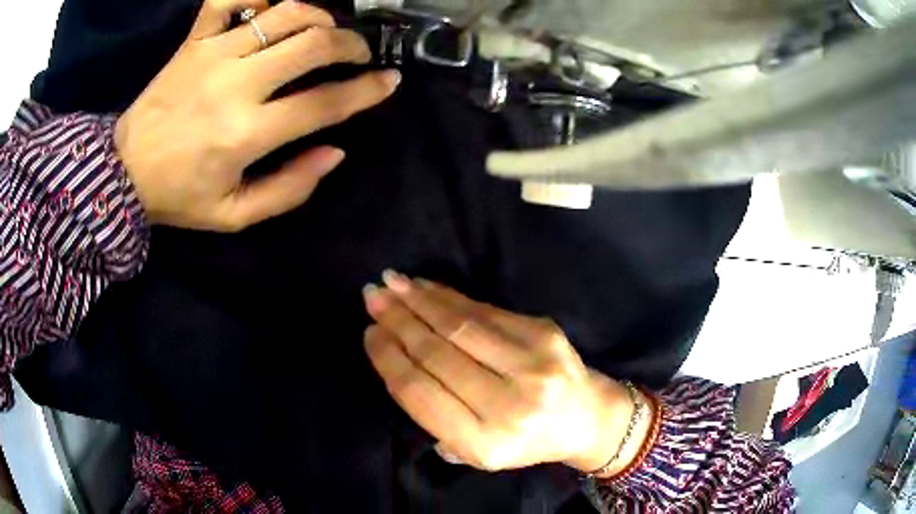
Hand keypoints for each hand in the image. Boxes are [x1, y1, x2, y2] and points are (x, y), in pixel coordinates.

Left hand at [115, 0, 399, 230]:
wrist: (123, 173)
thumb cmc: (179, 197)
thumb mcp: (235, 215)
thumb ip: (289, 189)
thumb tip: (335, 152)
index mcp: (246, 134)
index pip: (324, 103)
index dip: (366, 90)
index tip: (389, 81)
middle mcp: (236, 84)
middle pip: (313, 45)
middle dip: (351, 44)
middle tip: (359, 52)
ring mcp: (213, 54)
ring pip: (284, 13)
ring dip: (318, 15)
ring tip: (325, 28)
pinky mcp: (193, 41)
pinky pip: (228, 0)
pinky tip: (269, 6)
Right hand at [363, 272, 646, 473]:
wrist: (588, 419)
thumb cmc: (527, 441)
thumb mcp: (478, 453)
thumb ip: (435, 422)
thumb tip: (396, 362)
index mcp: (486, 443)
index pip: (421, 394)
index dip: (390, 359)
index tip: (369, 334)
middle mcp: (510, 405)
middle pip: (437, 355)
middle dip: (398, 322)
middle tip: (372, 298)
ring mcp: (533, 365)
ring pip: (460, 326)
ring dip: (419, 301)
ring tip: (391, 284)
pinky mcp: (545, 334)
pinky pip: (487, 311)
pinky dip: (451, 297)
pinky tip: (427, 287)